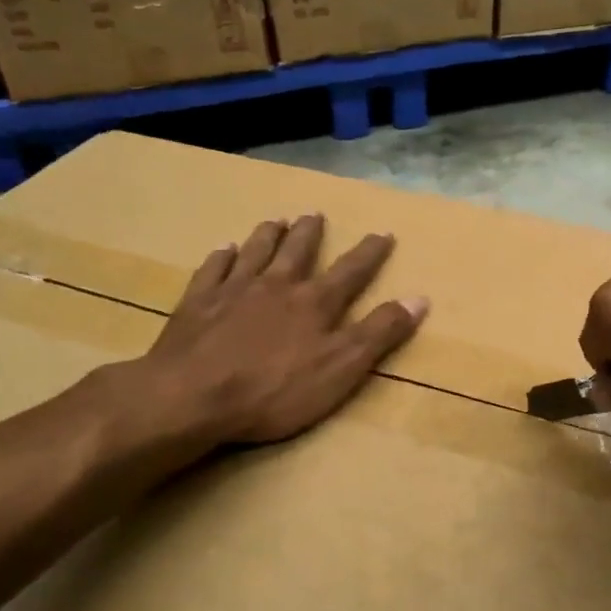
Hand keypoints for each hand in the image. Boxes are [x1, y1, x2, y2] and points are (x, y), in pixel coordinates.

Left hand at [94, 214, 426, 464]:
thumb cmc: (275, 389)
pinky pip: (212, 270)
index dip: (369, 253)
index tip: (383, 233)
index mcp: (314, 303)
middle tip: (315, 214)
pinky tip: (223, 249)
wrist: (192, 396)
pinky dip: (221, 257)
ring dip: (268, 235)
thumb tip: (418, 298)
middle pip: (297, 252)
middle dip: (310, 233)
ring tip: (276, 220)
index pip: (350, 272)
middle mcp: (276, 286)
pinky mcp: (197, 304)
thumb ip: (379, 333)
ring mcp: (233, 291)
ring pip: (255, 252)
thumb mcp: (342, 369)